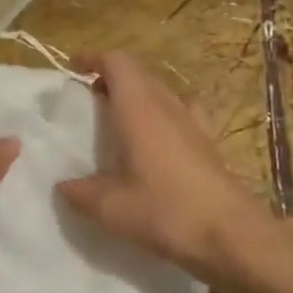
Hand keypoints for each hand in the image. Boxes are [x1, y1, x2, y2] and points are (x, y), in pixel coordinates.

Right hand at [55, 51, 277, 287]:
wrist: (230, 234)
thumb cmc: (164, 210)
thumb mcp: (110, 208)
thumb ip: (80, 193)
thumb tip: (62, 186)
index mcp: (138, 107)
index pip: (116, 62)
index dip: (93, 58)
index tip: (73, 68)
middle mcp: (166, 105)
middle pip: (138, 73)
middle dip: (112, 77)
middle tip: (90, 98)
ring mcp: (193, 122)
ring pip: (160, 91)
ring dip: (137, 95)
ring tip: (119, 119)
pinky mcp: (209, 142)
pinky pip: (182, 113)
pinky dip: (163, 114)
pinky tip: (159, 139)